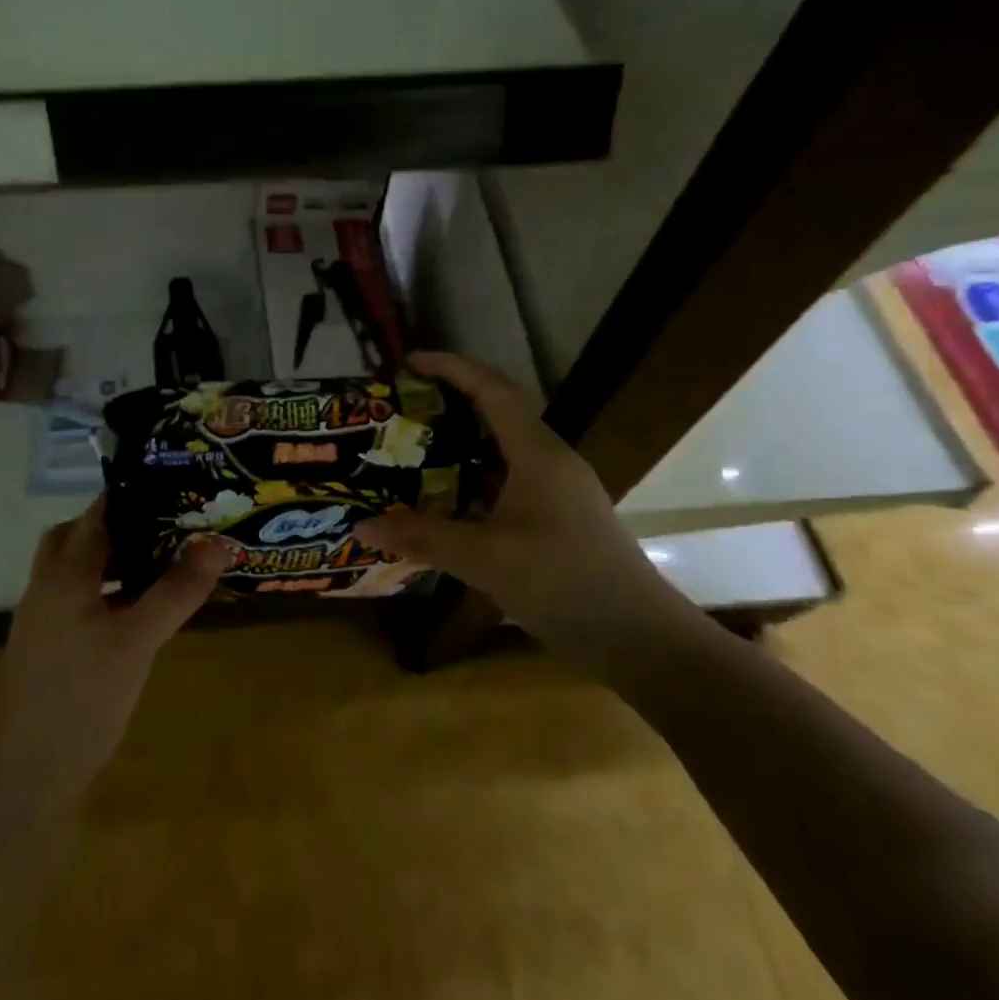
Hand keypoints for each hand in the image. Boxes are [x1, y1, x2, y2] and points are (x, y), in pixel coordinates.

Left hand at [0, 497, 232, 806]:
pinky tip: (147, 609)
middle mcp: (51, 584)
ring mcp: (49, 616)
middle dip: (128, 524)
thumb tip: (218, 542)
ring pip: (86, 568)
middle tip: (174, 524)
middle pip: (85, 535)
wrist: (22, 774)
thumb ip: (177, 591)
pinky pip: (88, 598)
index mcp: (65, 571)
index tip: (181, 485)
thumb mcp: (137, 641)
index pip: (101, 511)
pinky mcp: (56, 645)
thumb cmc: (79, 698)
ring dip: (122, 558)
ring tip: (170, 558)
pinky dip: (116, 591)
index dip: (139, 493)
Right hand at [356, 351, 697, 678]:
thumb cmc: (563, 581)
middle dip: (450, 403)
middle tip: (403, 408)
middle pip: (497, 413)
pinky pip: (507, 482)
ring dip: (461, 444)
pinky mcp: (558, 518)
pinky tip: (445, 501)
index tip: (409, 362)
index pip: (492, 390)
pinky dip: (473, 480)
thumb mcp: (485, 558)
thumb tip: (360, 527)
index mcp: (538, 453)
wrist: (638, 637)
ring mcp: (557, 490)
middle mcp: (550, 461)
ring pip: (502, 451)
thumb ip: (422, 538)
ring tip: (414, 449)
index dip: (451, 368)